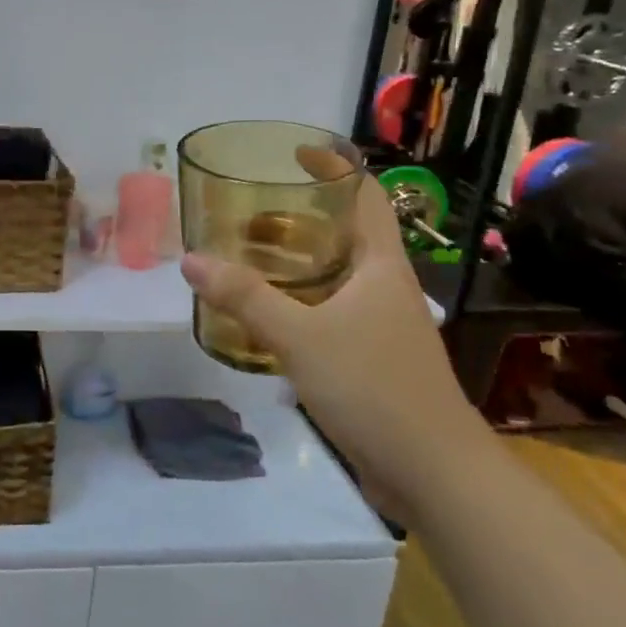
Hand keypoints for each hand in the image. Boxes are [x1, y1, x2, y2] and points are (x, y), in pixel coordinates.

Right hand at [182, 154, 485, 519]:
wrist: (435, 474)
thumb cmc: (374, 388)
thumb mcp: (300, 337)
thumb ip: (244, 297)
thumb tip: (190, 259)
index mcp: (381, 265)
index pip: (365, 195)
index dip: (334, 167)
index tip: (294, 152)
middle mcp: (385, 286)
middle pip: (346, 233)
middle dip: (302, 215)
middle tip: (251, 209)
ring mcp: (382, 325)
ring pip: (337, 276)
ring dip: (299, 262)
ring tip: (249, 255)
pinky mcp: (373, 359)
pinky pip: (332, 313)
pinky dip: (300, 302)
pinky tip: (267, 316)